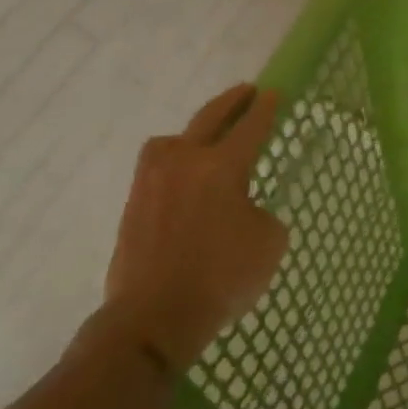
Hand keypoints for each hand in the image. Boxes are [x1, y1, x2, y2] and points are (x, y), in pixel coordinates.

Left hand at [102, 84, 285, 369]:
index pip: (251, 127)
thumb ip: (262, 213)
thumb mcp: (269, 242)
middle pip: (210, 118)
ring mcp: (153, 180)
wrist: (153, 317)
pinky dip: (176, 162)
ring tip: (208, 138)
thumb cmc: (221, 277)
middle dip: (232, 101)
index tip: (273, 93)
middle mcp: (185, 161)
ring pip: (174, 140)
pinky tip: (184, 176)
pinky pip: (159, 167)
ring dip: (195, 131)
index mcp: (222, 166)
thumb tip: (244, 209)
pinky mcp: (134, 203)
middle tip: (246, 91)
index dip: (266, 109)